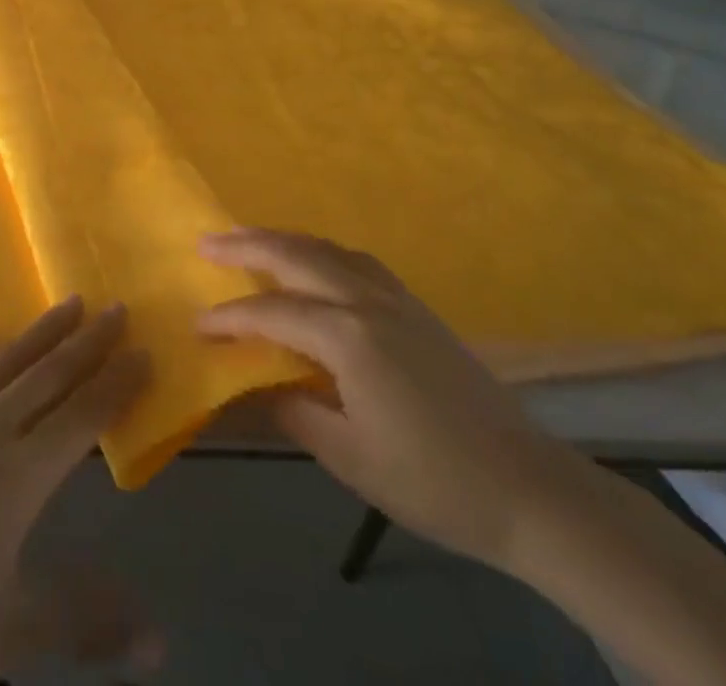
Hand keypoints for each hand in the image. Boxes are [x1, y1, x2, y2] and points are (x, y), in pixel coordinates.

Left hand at [0, 297, 156, 685]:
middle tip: (119, 308)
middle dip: (89, 343)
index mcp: (19, 475)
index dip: (118, 385)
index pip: (84, 417)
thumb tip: (161, 638)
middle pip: (50, 376)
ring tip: (70, 302)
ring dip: (41, 332)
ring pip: (5, 362)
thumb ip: (83, 624)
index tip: (146, 352)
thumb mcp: (3, 636)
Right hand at [198, 228, 591, 571]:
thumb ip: (295, 410)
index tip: (197, 324)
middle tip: (206, 242)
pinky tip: (314, 262)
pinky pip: (355, 260)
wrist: (528, 487)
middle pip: (296, 255)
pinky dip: (321, 250)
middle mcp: (368, 301)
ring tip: (249, 240)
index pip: (272, 314)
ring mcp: (396, 297)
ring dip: (283, 239)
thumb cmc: (434, 481)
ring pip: (328, 248)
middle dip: (246, 246)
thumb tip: (254, 384)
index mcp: (348, 337)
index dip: (230, 318)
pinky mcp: (416, 306)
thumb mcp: (351, 457)